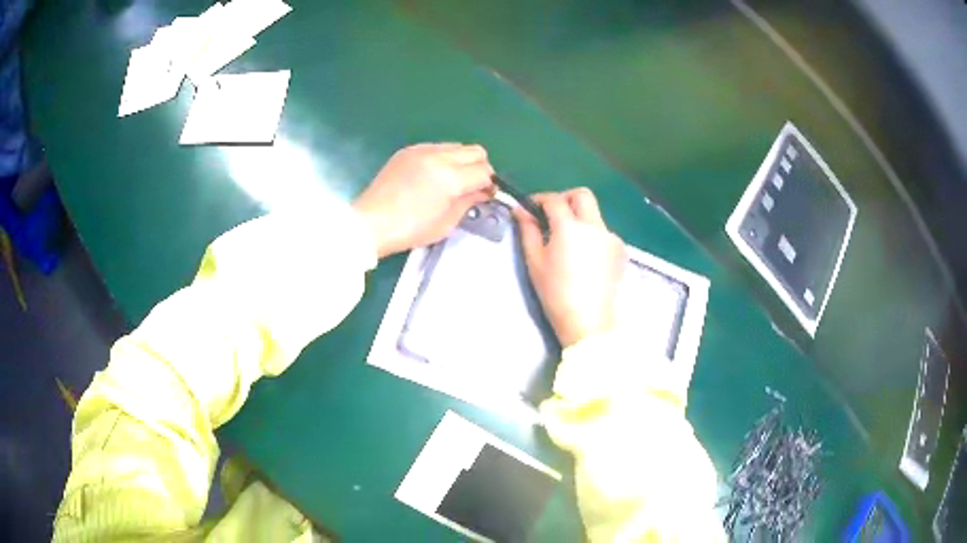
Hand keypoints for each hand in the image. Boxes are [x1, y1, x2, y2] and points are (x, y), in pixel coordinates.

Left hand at [354, 143, 495, 257]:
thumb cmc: (410, 230)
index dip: (489, 184)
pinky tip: (433, 175)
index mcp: (450, 178)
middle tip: (473, 186)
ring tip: (452, 180)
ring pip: (457, 146)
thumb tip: (482, 192)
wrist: (371, 223)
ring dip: (462, 160)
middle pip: (475, 151)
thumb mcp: (446, 223)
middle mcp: (439, 157)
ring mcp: (422, 150)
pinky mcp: (408, 151)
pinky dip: (443, 157)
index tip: (486, 195)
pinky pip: (436, 146)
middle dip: (480, 167)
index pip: (484, 171)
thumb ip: (469, 202)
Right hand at [515, 188, 625, 347]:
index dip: (539, 199)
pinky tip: (584, 256)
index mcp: (570, 227)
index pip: (554, 200)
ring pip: (594, 214)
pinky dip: (591, 235)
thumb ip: (528, 231)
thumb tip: (520, 210)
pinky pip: (603, 232)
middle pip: (582, 195)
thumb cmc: (556, 293)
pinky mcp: (620, 250)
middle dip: (565, 198)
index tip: (530, 207)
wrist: (588, 322)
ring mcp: (611, 237)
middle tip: (551, 215)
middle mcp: (594, 225)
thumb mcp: (535, 262)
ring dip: (579, 217)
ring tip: (567, 241)